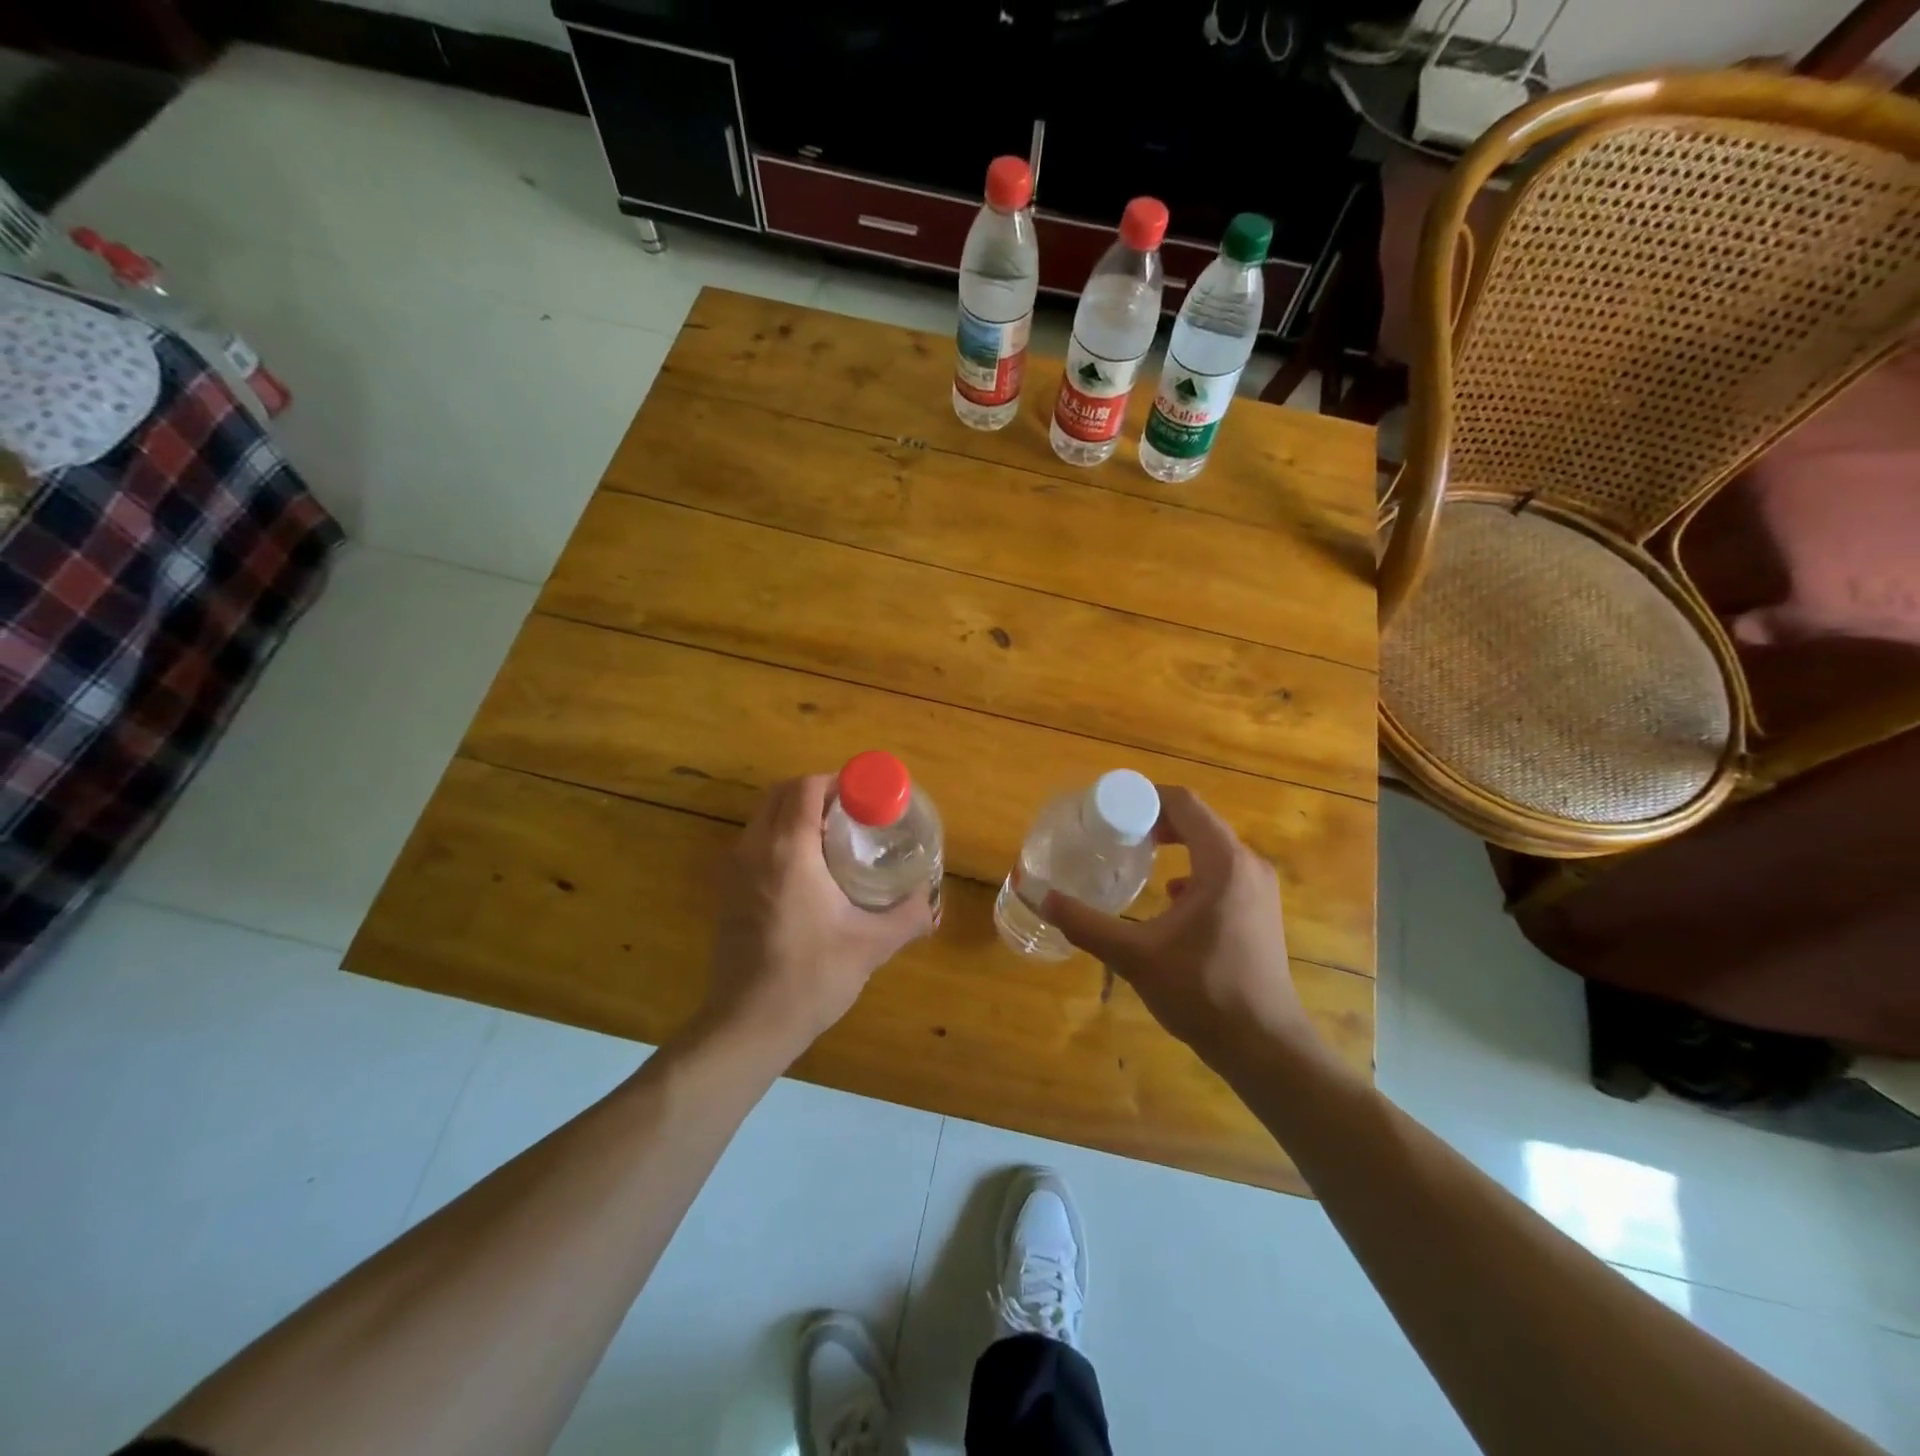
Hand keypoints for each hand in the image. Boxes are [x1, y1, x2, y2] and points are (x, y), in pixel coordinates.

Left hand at [701, 775, 934, 1062]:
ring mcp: (735, 870)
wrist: (748, 1025)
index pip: (806, 788)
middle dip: (817, 791)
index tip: (866, 795)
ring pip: (764, 816)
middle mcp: (755, 849)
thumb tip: (932, 902)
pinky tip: (809, 869)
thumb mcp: (871, 945)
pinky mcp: (728, 891)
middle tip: (854, 811)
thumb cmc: (810, 977)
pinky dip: (780, 835)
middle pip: (781, 793)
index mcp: (789, 851)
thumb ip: (908, 917)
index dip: (837, 781)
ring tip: (835, 836)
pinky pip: (755, 841)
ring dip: (796, 812)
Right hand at [1042, 786, 1320, 1069]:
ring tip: (1136, 857)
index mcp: (1223, 862)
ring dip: (1175, 844)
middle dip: (1154, 821)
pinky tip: (1167, 897)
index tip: (1109, 811)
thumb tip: (1037, 896)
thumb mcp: (1134, 955)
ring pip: (1211, 847)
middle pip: (1198, 821)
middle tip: (1114, 833)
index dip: (1144, 799)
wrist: (1264, 1047)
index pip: (1184, 803)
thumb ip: (1084, 923)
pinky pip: (1221, 872)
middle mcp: (1247, 865)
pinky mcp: (1260, 911)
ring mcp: (1259, 889)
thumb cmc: (1202, 991)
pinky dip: (1191, 870)